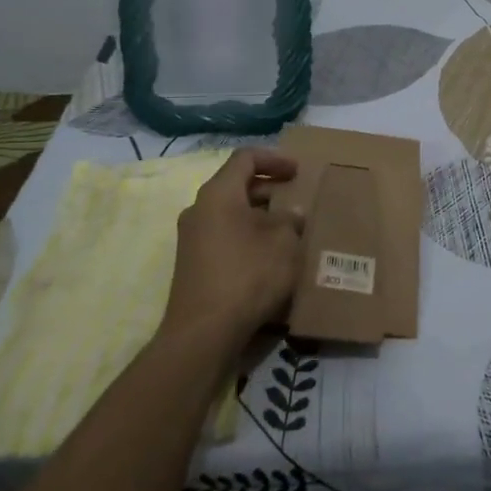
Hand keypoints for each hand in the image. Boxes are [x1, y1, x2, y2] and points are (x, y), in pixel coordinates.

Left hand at [164, 149, 303, 353]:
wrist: (204, 332)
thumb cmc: (248, 274)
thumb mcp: (284, 242)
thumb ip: (291, 220)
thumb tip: (290, 215)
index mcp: (218, 193)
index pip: (245, 158)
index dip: (274, 159)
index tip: (298, 171)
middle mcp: (199, 209)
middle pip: (236, 185)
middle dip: (269, 189)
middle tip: (297, 198)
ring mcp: (192, 238)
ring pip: (230, 213)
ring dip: (259, 215)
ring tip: (288, 229)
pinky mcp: (193, 264)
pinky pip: (224, 236)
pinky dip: (247, 236)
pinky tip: (269, 256)